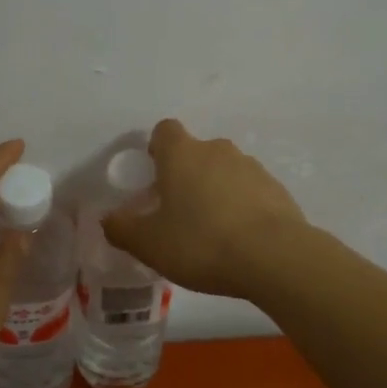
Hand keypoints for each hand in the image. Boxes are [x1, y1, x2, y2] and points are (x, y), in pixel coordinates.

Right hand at [102, 119, 307, 299]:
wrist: (274, 257)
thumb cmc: (201, 242)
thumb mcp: (149, 244)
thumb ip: (122, 229)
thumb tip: (109, 219)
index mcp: (182, 154)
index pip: (165, 130)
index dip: (157, 148)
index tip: (154, 174)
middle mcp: (217, 150)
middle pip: (196, 152)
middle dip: (186, 175)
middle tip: (178, 212)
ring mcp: (252, 167)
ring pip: (225, 171)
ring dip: (216, 191)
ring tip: (212, 231)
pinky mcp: (277, 190)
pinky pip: (251, 192)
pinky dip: (243, 208)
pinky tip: (240, 240)